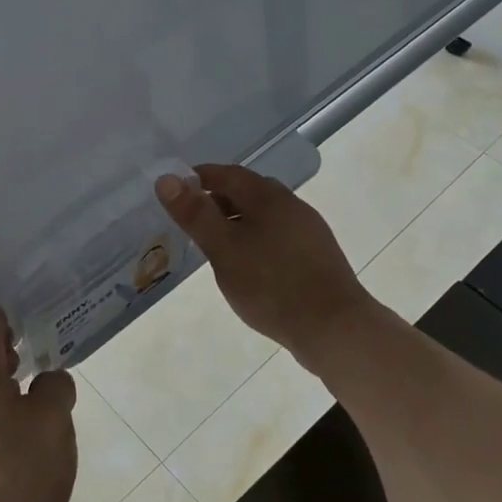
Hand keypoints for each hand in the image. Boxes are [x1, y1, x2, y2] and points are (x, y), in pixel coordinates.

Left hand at [0, 310, 76, 501]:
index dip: (8, 318)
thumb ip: (54, 389)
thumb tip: (49, 379)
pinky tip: (23, 436)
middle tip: (29, 347)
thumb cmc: (12, 473)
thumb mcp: (50, 422)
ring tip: (32, 389)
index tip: (31, 313)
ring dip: (0, 385)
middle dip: (0, 350)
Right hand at [156, 164, 380, 369]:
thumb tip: (166, 179)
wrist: (334, 328)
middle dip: (218, 199)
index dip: (200, 177)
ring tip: (215, 245)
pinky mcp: (317, 256)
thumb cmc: (271, 285)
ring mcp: (309, 231)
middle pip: (249, 192)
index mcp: (269, 197)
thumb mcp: (223, 249)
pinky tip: (248, 265)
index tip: (176, 190)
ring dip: (238, 221)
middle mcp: (292, 205)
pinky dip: (255, 239)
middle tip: (192, 219)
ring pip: (265, 215)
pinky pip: (278, 236)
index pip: (228, 173)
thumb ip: (195, 214)